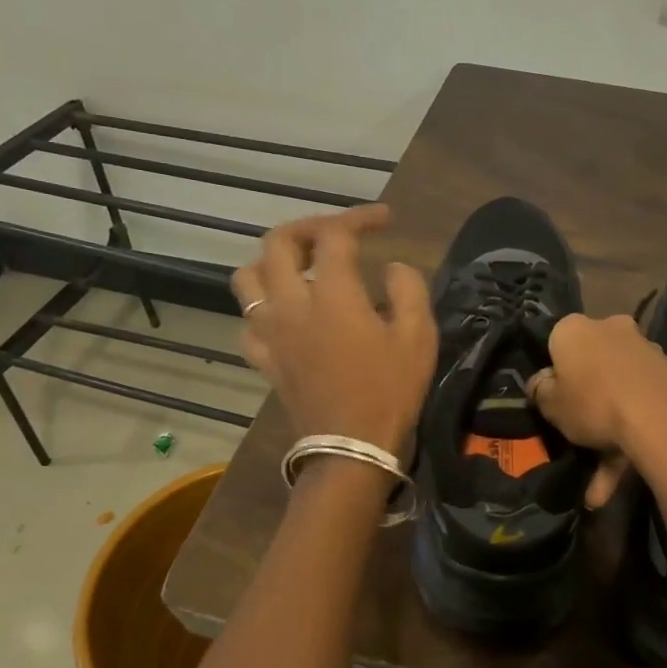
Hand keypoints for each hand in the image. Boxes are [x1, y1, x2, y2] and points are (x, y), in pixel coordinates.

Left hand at [231, 205, 435, 455]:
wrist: (352, 449)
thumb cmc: (390, 391)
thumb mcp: (419, 337)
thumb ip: (408, 289)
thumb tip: (393, 267)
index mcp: (332, 295)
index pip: (335, 234)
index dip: (360, 218)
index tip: (385, 219)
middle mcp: (291, 305)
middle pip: (277, 243)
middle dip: (308, 227)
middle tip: (336, 233)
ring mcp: (270, 333)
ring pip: (247, 278)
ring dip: (272, 262)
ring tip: (301, 267)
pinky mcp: (264, 359)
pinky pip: (247, 322)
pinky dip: (263, 309)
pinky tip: (285, 315)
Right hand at [527, 313, 666, 507]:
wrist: (660, 415)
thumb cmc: (592, 402)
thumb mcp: (550, 404)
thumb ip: (540, 391)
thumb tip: (540, 383)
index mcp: (574, 329)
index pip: (556, 344)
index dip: (553, 374)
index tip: (553, 400)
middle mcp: (610, 329)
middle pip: (591, 366)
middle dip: (586, 403)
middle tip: (578, 435)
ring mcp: (643, 350)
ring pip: (618, 391)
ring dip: (609, 432)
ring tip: (599, 487)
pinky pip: (640, 405)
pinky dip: (631, 438)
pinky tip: (623, 476)